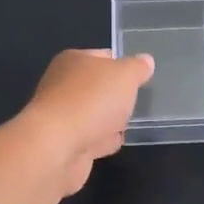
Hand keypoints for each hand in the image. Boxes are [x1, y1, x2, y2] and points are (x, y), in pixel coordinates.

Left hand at [22, 48, 154, 194]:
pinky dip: (102, 140)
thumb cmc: (92, 100)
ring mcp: (62, 116)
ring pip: (93, 114)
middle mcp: (63, 85)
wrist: (57, 147)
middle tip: (137, 100)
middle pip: (96, 87)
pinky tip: (115, 142)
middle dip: (115, 94)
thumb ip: (137, 68)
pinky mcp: (64, 144)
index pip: (103, 56)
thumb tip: (145, 61)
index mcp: (73, 61)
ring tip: (130, 122)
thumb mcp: (125, 75)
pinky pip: (90, 138)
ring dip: (108, 119)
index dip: (122, 63)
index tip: (141, 75)